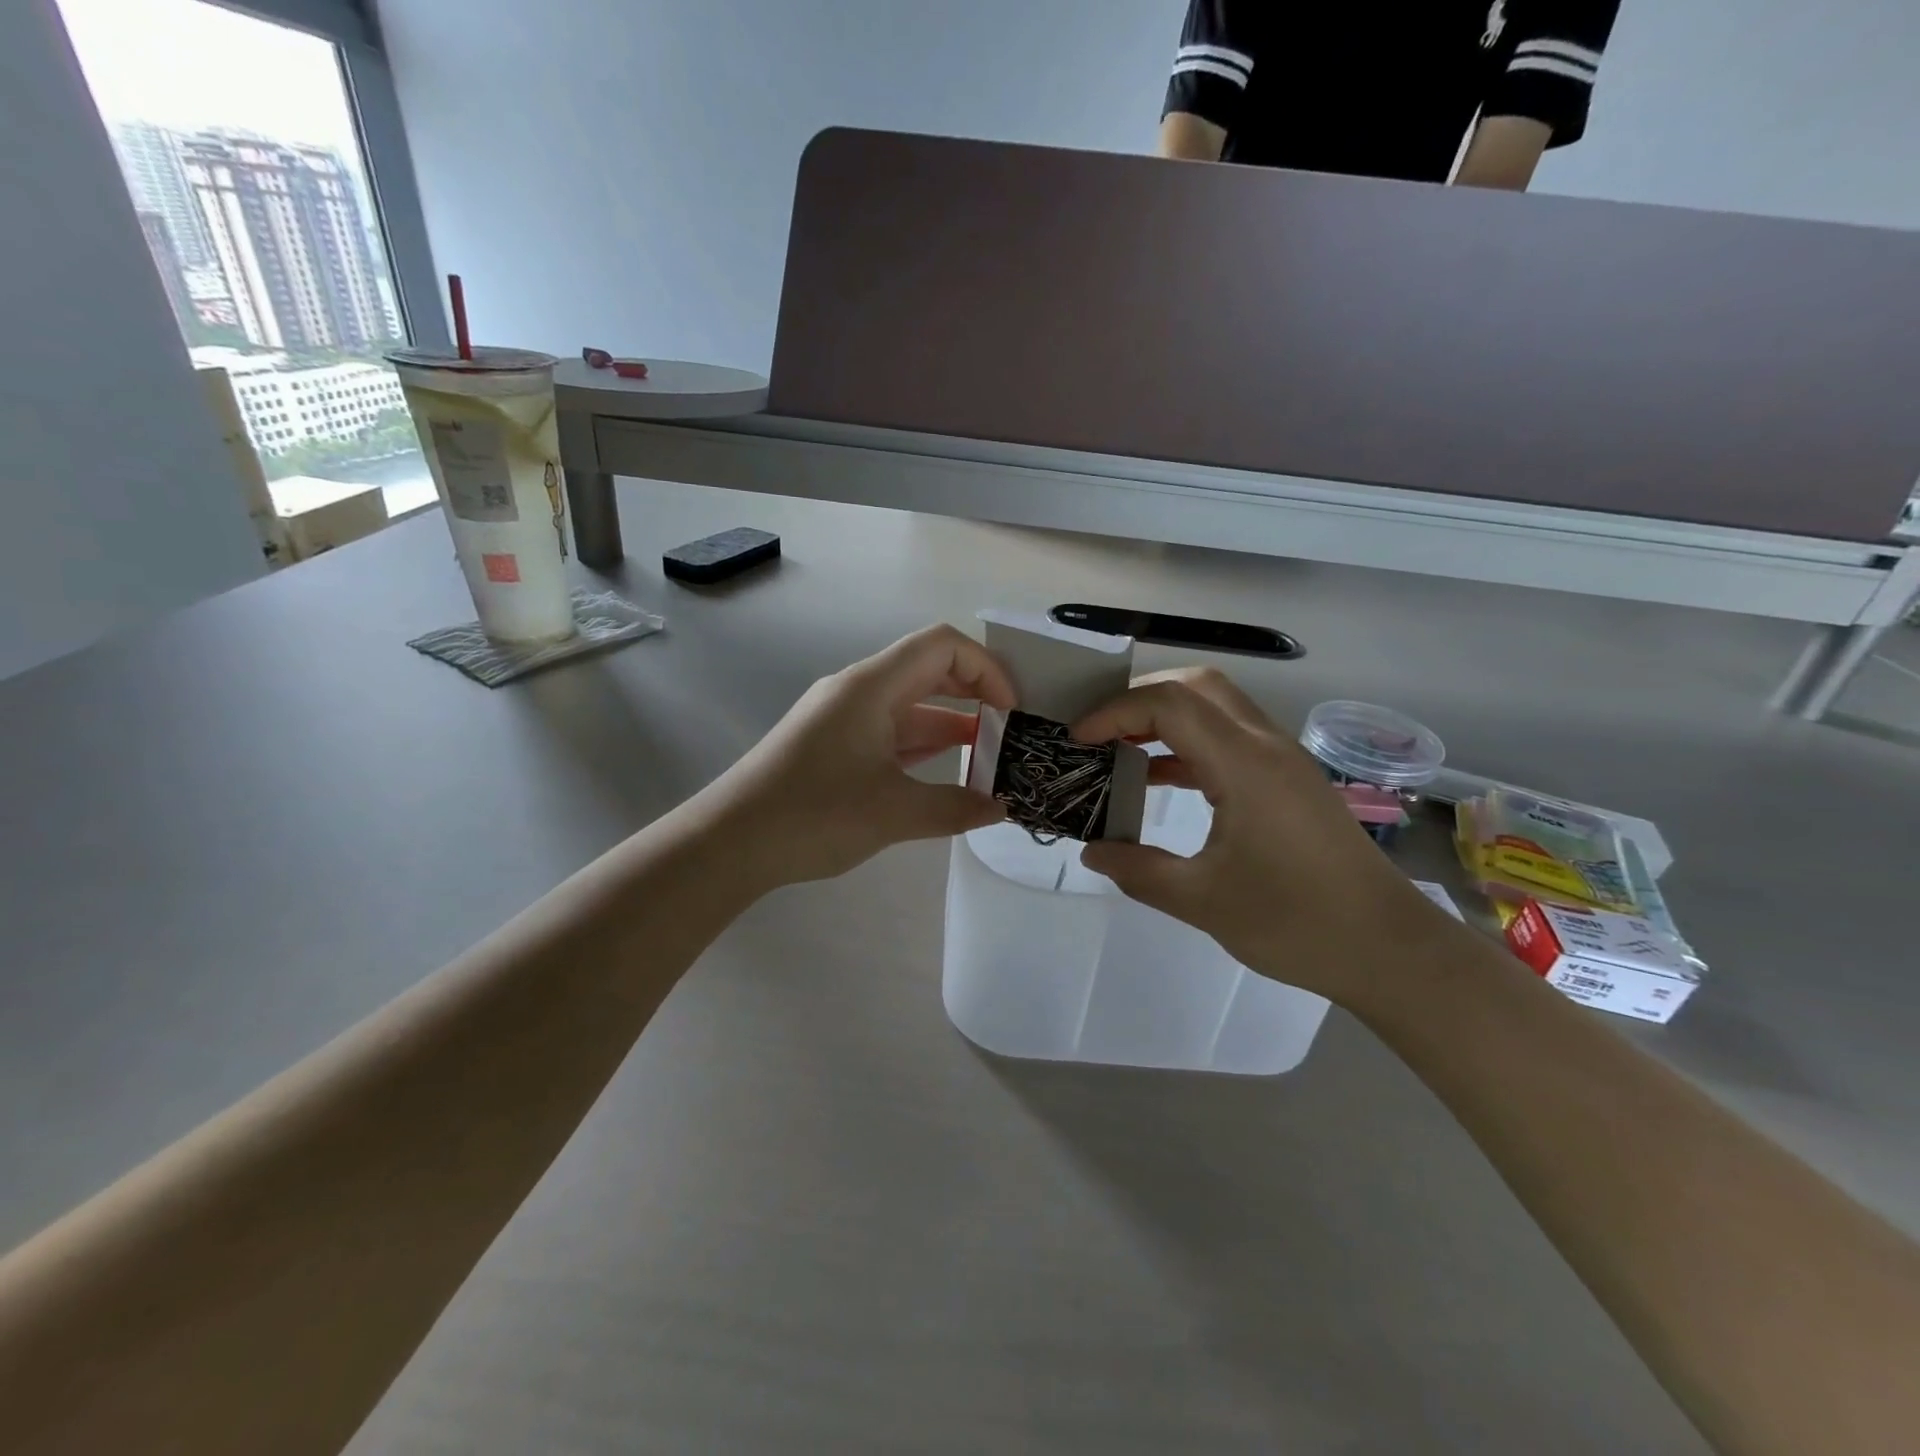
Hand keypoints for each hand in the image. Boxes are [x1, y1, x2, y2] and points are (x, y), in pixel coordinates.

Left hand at [696, 625, 1014, 887]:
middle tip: (1011, 732)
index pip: (943, 646)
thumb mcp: (893, 813)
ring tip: (992, 760)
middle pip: (929, 671)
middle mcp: (858, 691)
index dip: (987, 668)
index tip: (1012, 711)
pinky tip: (948, 773)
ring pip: (910, 706)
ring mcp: (843, 718)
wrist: (729, 842)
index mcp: (872, 686)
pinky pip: (890, 732)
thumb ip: (956, 807)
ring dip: (952, 726)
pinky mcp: (833, 746)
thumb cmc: (813, 814)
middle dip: (976, 695)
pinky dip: (923, 747)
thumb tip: (1002, 808)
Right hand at [1074, 668, 1461, 1007]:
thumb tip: (1091, 852)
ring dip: (1166, 721)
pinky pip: (1230, 741)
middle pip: (1197, 686)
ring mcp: (1283, 761)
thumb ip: (1138, 871)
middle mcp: (1266, 746)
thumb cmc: (1296, 923)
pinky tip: (1161, 781)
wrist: (1389, 950)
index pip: (1169, 704)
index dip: (1114, 712)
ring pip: (1217, 709)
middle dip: (1140, 699)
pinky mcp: (1290, 782)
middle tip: (1100, 732)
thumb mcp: (1202, 901)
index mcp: (1244, 764)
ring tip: (1120, 751)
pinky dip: (1190, 747)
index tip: (1077, 740)